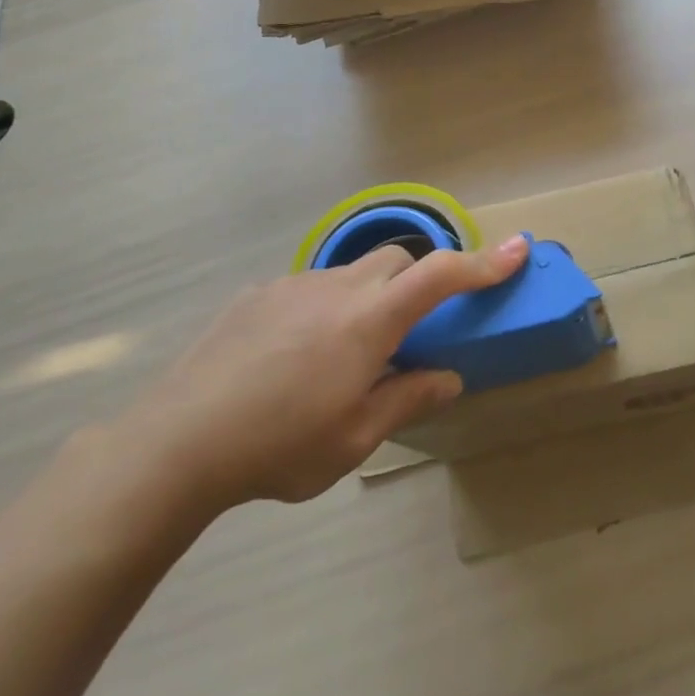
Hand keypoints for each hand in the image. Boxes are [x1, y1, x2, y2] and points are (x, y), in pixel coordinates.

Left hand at [117, 235, 529, 509]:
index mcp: (369, 322)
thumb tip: (448, 377)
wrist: (176, 443)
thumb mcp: (354, 439)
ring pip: (352, 273)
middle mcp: (337, 288)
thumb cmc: (278, 447)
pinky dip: (325, 308)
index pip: (440, 275)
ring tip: (342, 356)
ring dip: (368, 298)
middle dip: (420, 281)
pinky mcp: (258, 294)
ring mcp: (294, 285)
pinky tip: (295, 356)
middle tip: (412, 329)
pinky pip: (311, 287)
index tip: (518, 249)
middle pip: (398, 260)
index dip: (484, 262)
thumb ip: (407, 398)